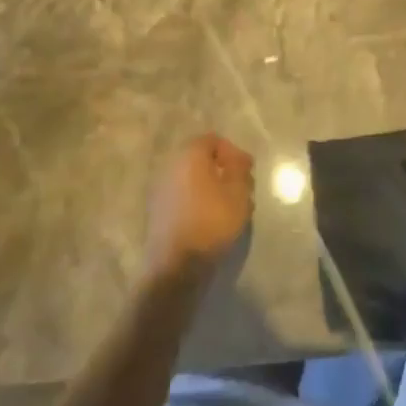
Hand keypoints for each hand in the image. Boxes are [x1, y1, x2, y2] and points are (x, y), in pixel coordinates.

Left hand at [144, 135, 254, 280]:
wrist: (175, 264)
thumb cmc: (211, 222)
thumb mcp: (237, 193)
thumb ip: (239, 169)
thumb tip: (236, 158)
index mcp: (190, 155)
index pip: (213, 140)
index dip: (233, 152)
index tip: (248, 171)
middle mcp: (171, 165)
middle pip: (201, 159)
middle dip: (223, 170)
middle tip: (241, 188)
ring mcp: (161, 188)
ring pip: (192, 179)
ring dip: (211, 187)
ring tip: (229, 206)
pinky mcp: (157, 210)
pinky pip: (182, 196)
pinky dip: (197, 201)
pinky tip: (211, 219)